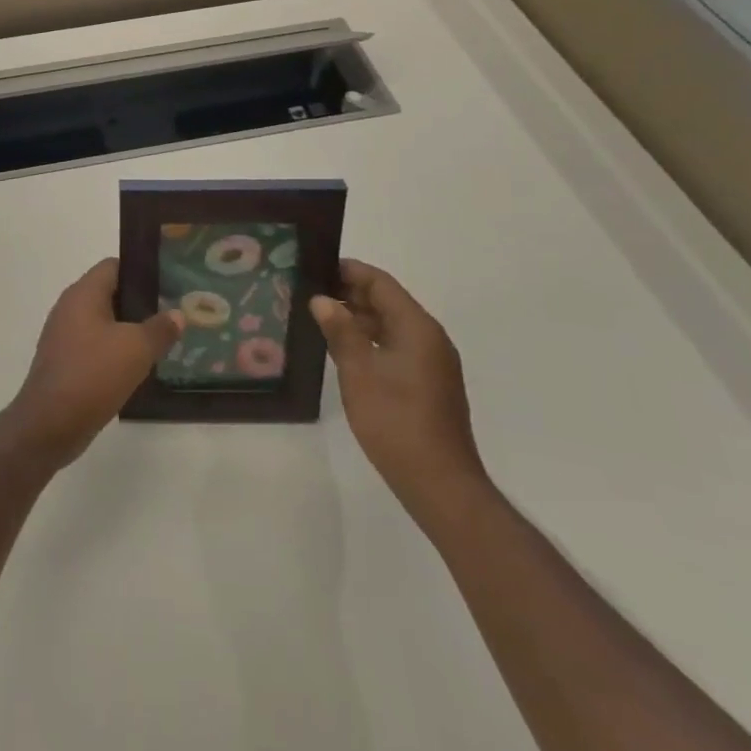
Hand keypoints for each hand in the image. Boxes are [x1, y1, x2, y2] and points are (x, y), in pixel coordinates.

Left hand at [1, 258, 183, 469]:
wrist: (49, 425)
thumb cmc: (93, 374)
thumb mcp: (136, 349)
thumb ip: (160, 328)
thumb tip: (177, 314)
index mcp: (83, 293)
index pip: (114, 266)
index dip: (141, 271)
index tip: (168, 284)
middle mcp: (70, 307)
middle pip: (110, 294)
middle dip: (140, 303)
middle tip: (171, 315)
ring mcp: (64, 336)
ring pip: (104, 322)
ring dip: (129, 331)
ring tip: (160, 342)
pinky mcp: (64, 361)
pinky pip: (95, 346)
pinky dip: (115, 352)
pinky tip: (138, 368)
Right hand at [310, 260, 490, 531]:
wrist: (440, 484)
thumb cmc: (396, 421)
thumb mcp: (359, 372)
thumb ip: (340, 331)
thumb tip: (322, 300)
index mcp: (417, 327)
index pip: (381, 283)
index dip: (349, 271)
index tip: (316, 267)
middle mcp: (429, 338)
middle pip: (387, 301)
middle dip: (350, 294)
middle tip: (310, 292)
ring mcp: (432, 363)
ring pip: (391, 326)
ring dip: (358, 319)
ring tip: (319, 319)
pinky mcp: (428, 384)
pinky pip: (396, 347)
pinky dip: (370, 341)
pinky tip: (343, 351)